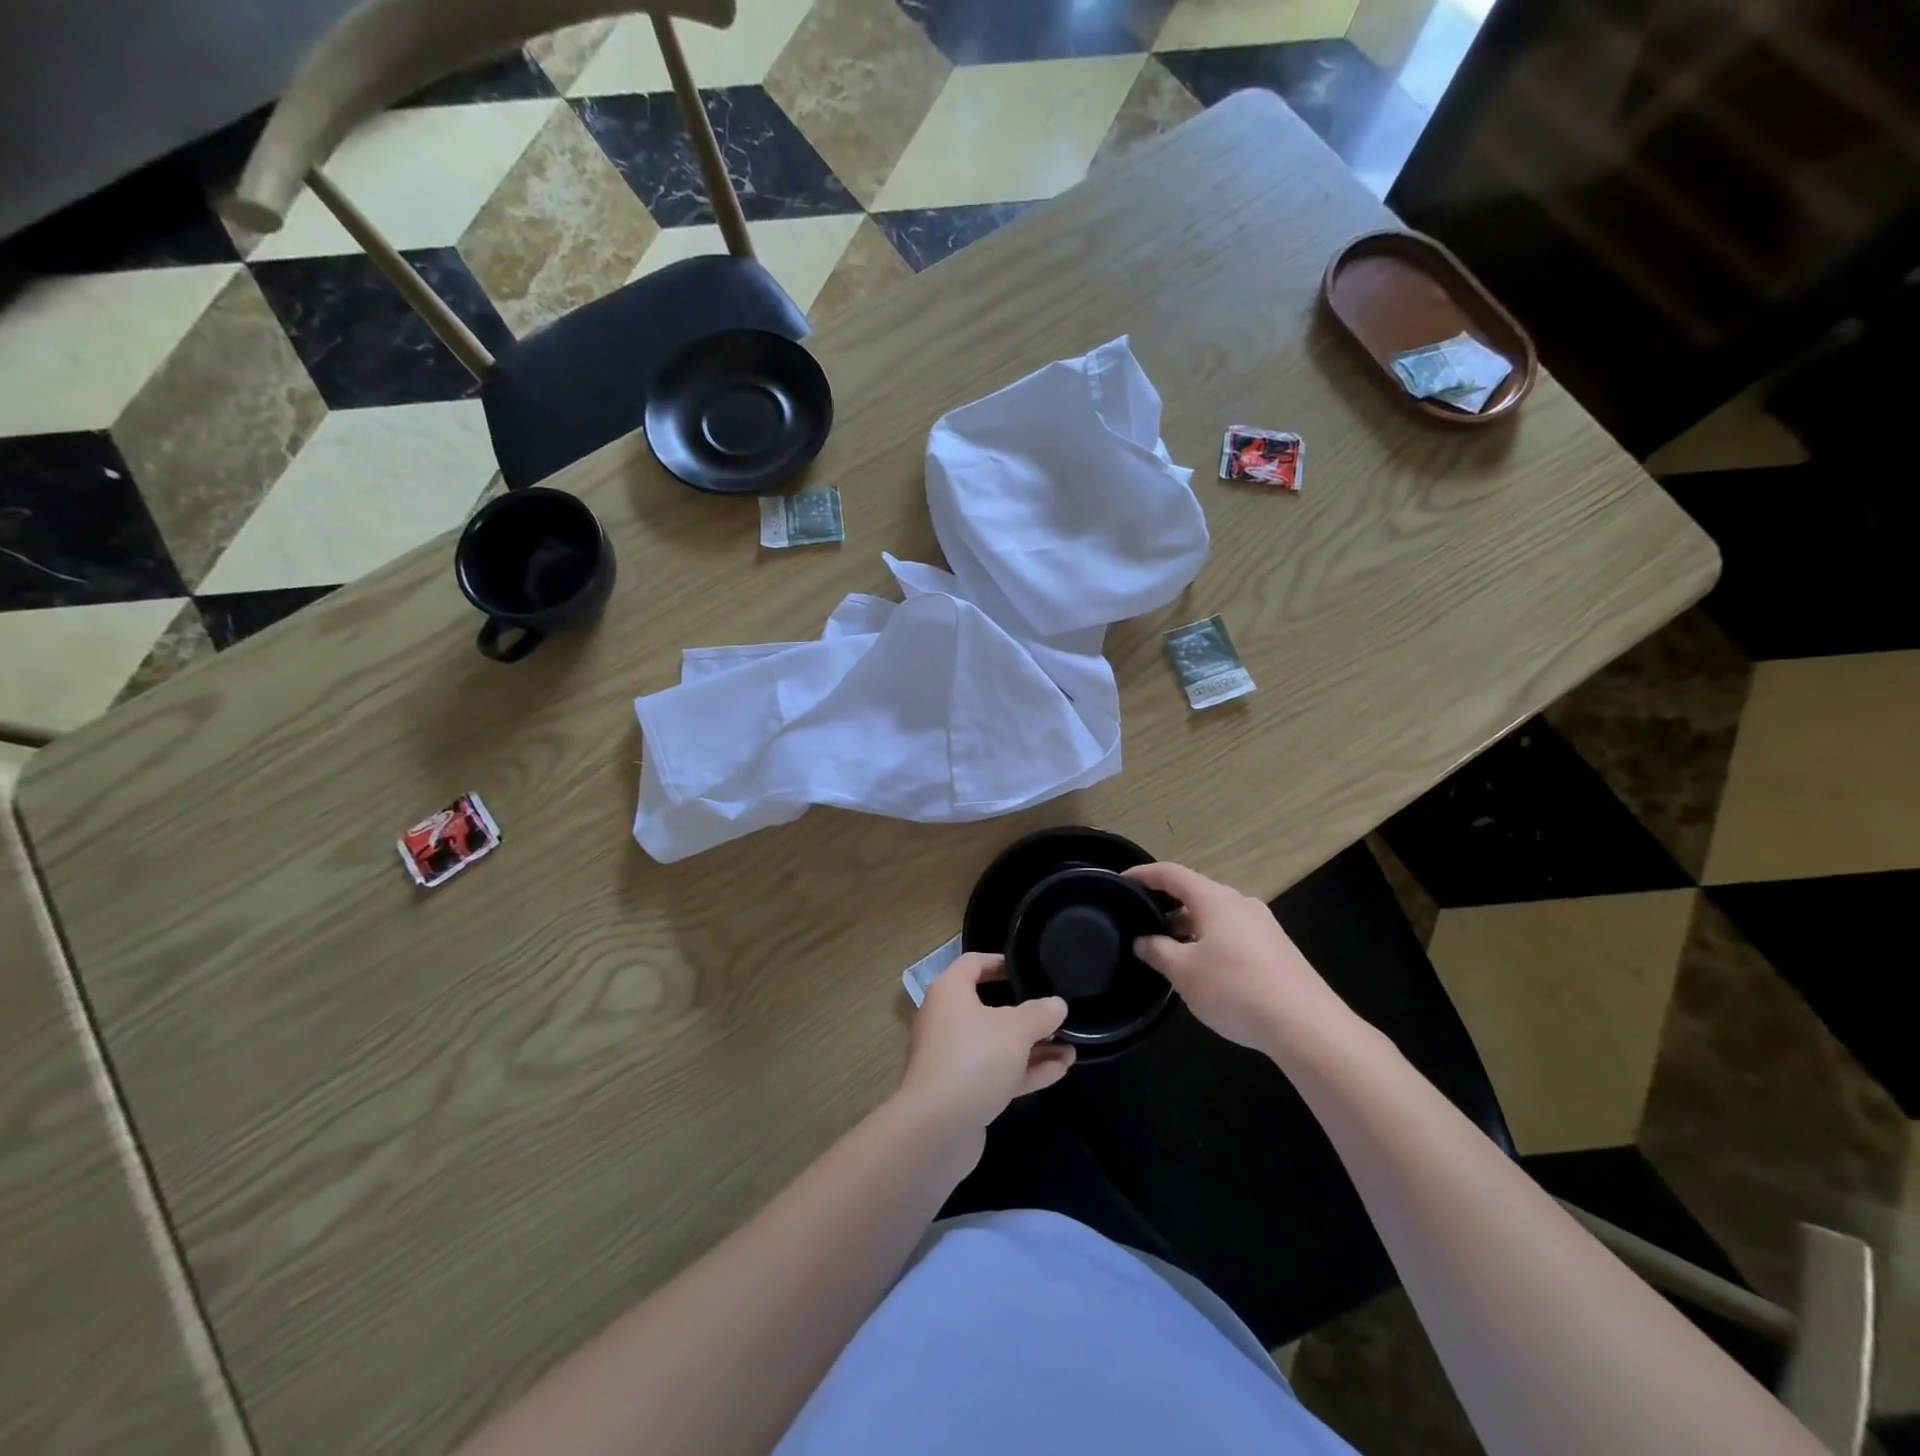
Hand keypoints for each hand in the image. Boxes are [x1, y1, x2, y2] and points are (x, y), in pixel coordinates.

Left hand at [898, 954, 1072, 1155]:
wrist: (936, 1129)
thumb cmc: (973, 1059)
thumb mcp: (1015, 1030)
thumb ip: (1040, 1014)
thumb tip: (1057, 1004)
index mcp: (950, 992)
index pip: (974, 963)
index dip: (1001, 962)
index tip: (1029, 967)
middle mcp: (947, 1019)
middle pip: (988, 1005)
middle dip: (1025, 1010)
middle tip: (1056, 1010)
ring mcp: (953, 1058)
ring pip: (997, 1043)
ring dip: (1032, 1045)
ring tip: (1071, 1044)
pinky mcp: (962, 1091)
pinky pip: (997, 1071)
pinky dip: (1025, 1069)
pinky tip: (1061, 1069)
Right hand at [1124, 861, 1344, 1054]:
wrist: (1307, 1025)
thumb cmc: (1235, 989)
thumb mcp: (1183, 972)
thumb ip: (1157, 951)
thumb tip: (1143, 940)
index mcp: (1214, 899)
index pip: (1171, 874)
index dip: (1144, 874)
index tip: (1122, 880)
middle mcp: (1240, 903)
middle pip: (1196, 893)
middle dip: (1167, 906)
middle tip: (1143, 923)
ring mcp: (1263, 925)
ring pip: (1216, 916)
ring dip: (1189, 927)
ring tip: (1170, 952)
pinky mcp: (1277, 949)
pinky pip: (1233, 934)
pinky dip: (1211, 941)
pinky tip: (1205, 970)